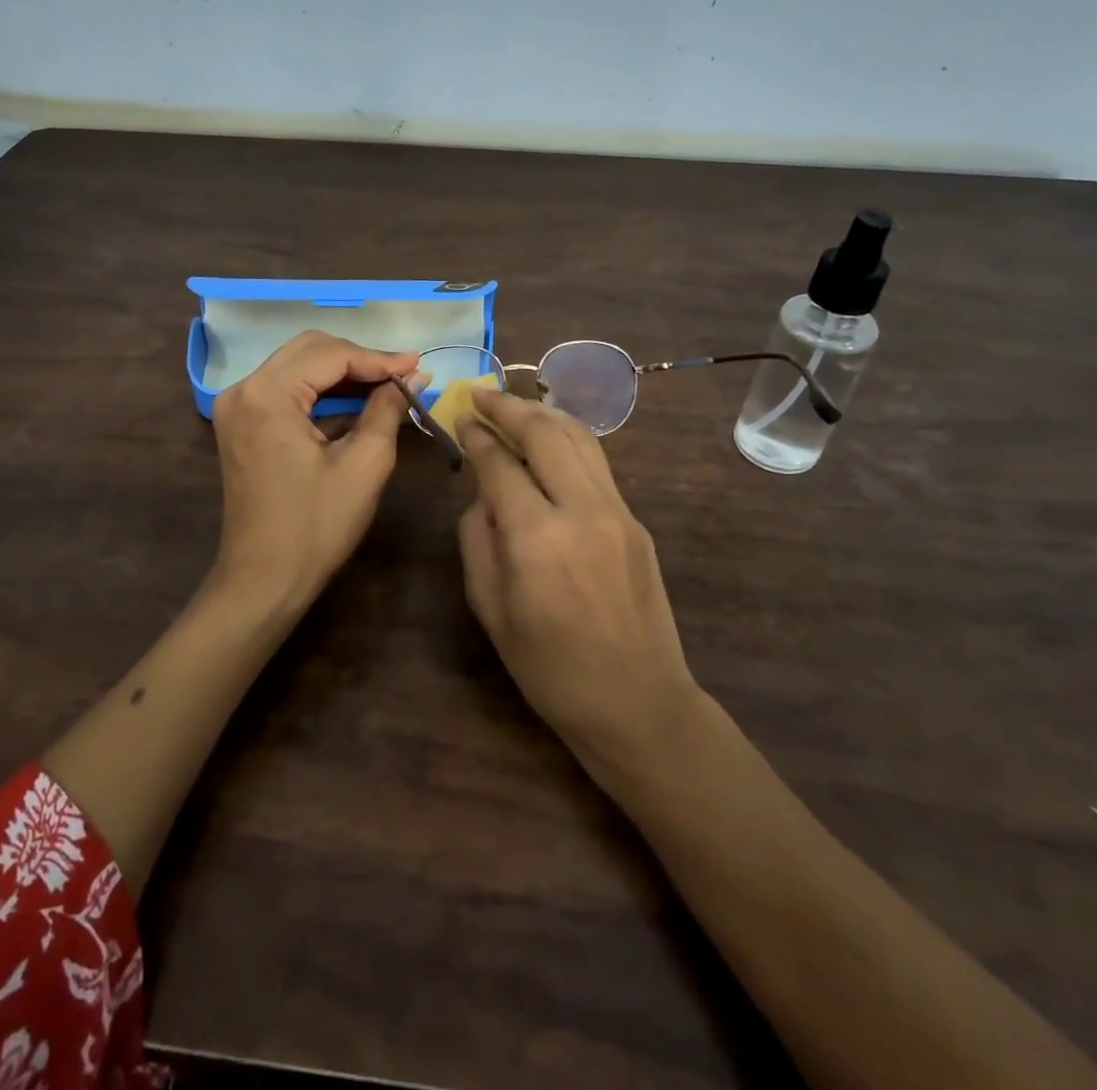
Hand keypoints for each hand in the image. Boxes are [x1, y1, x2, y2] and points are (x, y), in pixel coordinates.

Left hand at [208, 330, 424, 615]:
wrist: (263, 580)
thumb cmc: (316, 526)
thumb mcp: (364, 464)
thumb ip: (387, 409)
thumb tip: (414, 377)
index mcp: (268, 395)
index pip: (331, 355)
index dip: (379, 359)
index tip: (419, 366)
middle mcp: (243, 390)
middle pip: (309, 350)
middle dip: (359, 360)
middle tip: (403, 375)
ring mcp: (236, 407)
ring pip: (296, 367)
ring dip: (341, 374)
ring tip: (387, 386)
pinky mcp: (239, 424)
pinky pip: (284, 390)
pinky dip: (320, 392)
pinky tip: (354, 402)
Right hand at [455, 388, 699, 762]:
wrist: (638, 703)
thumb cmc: (550, 670)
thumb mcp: (491, 611)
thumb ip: (478, 541)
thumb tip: (482, 496)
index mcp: (536, 538)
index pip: (499, 463)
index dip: (476, 434)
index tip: (459, 417)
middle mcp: (581, 510)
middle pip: (544, 432)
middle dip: (508, 405)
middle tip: (480, 394)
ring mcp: (617, 511)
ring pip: (579, 437)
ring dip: (542, 413)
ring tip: (513, 404)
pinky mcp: (636, 521)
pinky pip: (597, 463)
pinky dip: (568, 439)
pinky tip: (549, 440)